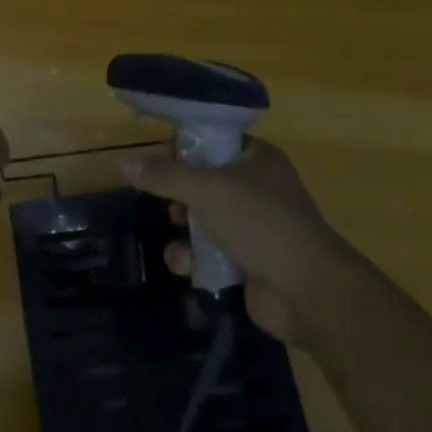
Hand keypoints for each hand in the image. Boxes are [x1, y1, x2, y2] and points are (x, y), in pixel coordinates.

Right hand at [122, 138, 348, 342]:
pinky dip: (193, 257)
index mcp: (256, 158)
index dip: (182, 149)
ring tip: (178, 234)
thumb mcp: (207, 190)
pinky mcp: (246, 261)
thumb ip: (164, 176)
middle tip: (168, 202)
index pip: (211, 141)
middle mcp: (256, 187)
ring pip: (201, 218)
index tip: (156, 161)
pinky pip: (207, 252)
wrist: (308, 291)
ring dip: (183, 229)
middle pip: (201, 181)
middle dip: (178, 195)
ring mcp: (252, 226)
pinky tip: (185, 265)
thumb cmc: (261, 223)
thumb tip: (123, 162)